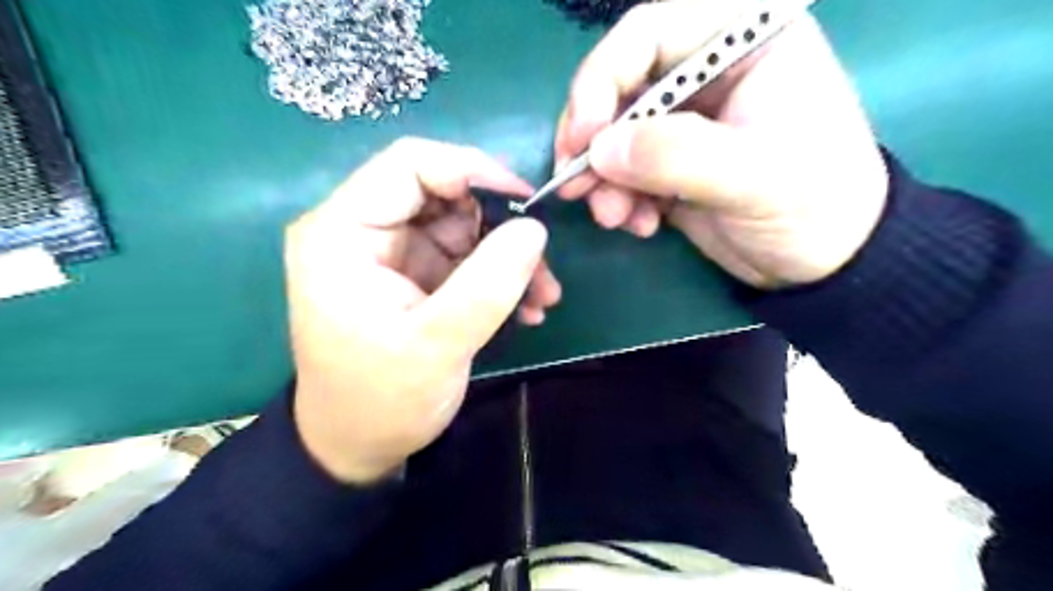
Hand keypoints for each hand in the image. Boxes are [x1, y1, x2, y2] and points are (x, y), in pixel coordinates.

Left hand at [280, 139, 559, 484]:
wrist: (358, 445)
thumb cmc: (381, 400)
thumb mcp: (438, 345)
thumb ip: (488, 283)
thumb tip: (535, 228)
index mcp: (342, 233)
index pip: (409, 165)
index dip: (472, 170)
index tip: (526, 202)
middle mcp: (363, 231)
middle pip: (442, 193)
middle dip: (499, 224)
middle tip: (542, 263)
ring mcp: (392, 253)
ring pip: (462, 225)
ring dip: (508, 255)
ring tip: (542, 296)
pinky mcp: (414, 274)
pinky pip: (464, 256)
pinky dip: (498, 275)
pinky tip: (525, 308)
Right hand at [554, 0, 891, 289]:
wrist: (825, 261)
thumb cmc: (814, 205)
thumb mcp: (754, 177)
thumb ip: (677, 156)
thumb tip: (600, 150)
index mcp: (743, 41)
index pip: (649, 32)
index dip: (602, 77)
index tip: (585, 135)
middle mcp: (706, 73)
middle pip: (619, 86)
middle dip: (593, 140)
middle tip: (575, 184)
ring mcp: (685, 122)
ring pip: (615, 134)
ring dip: (602, 179)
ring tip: (613, 218)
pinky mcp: (670, 164)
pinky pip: (624, 171)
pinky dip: (619, 199)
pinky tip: (638, 225)